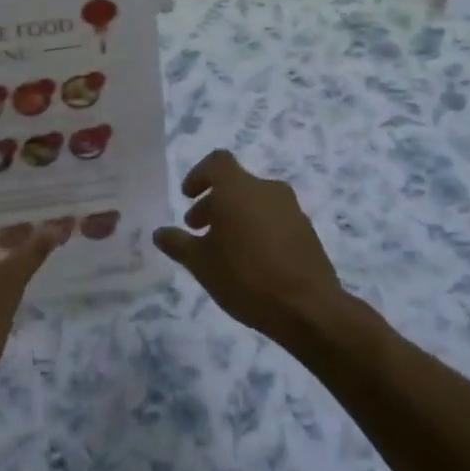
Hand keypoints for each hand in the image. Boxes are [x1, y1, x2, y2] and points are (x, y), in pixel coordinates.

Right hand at [153, 150, 345, 343]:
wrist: (309, 308)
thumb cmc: (246, 278)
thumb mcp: (201, 264)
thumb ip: (178, 244)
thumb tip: (160, 233)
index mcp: (239, 189)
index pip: (217, 162)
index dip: (199, 174)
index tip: (187, 196)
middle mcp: (267, 190)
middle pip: (235, 184)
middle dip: (213, 202)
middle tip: (197, 228)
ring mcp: (291, 209)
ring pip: (255, 201)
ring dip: (235, 216)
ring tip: (222, 248)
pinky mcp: (307, 231)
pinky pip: (274, 218)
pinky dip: (257, 228)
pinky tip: (250, 260)